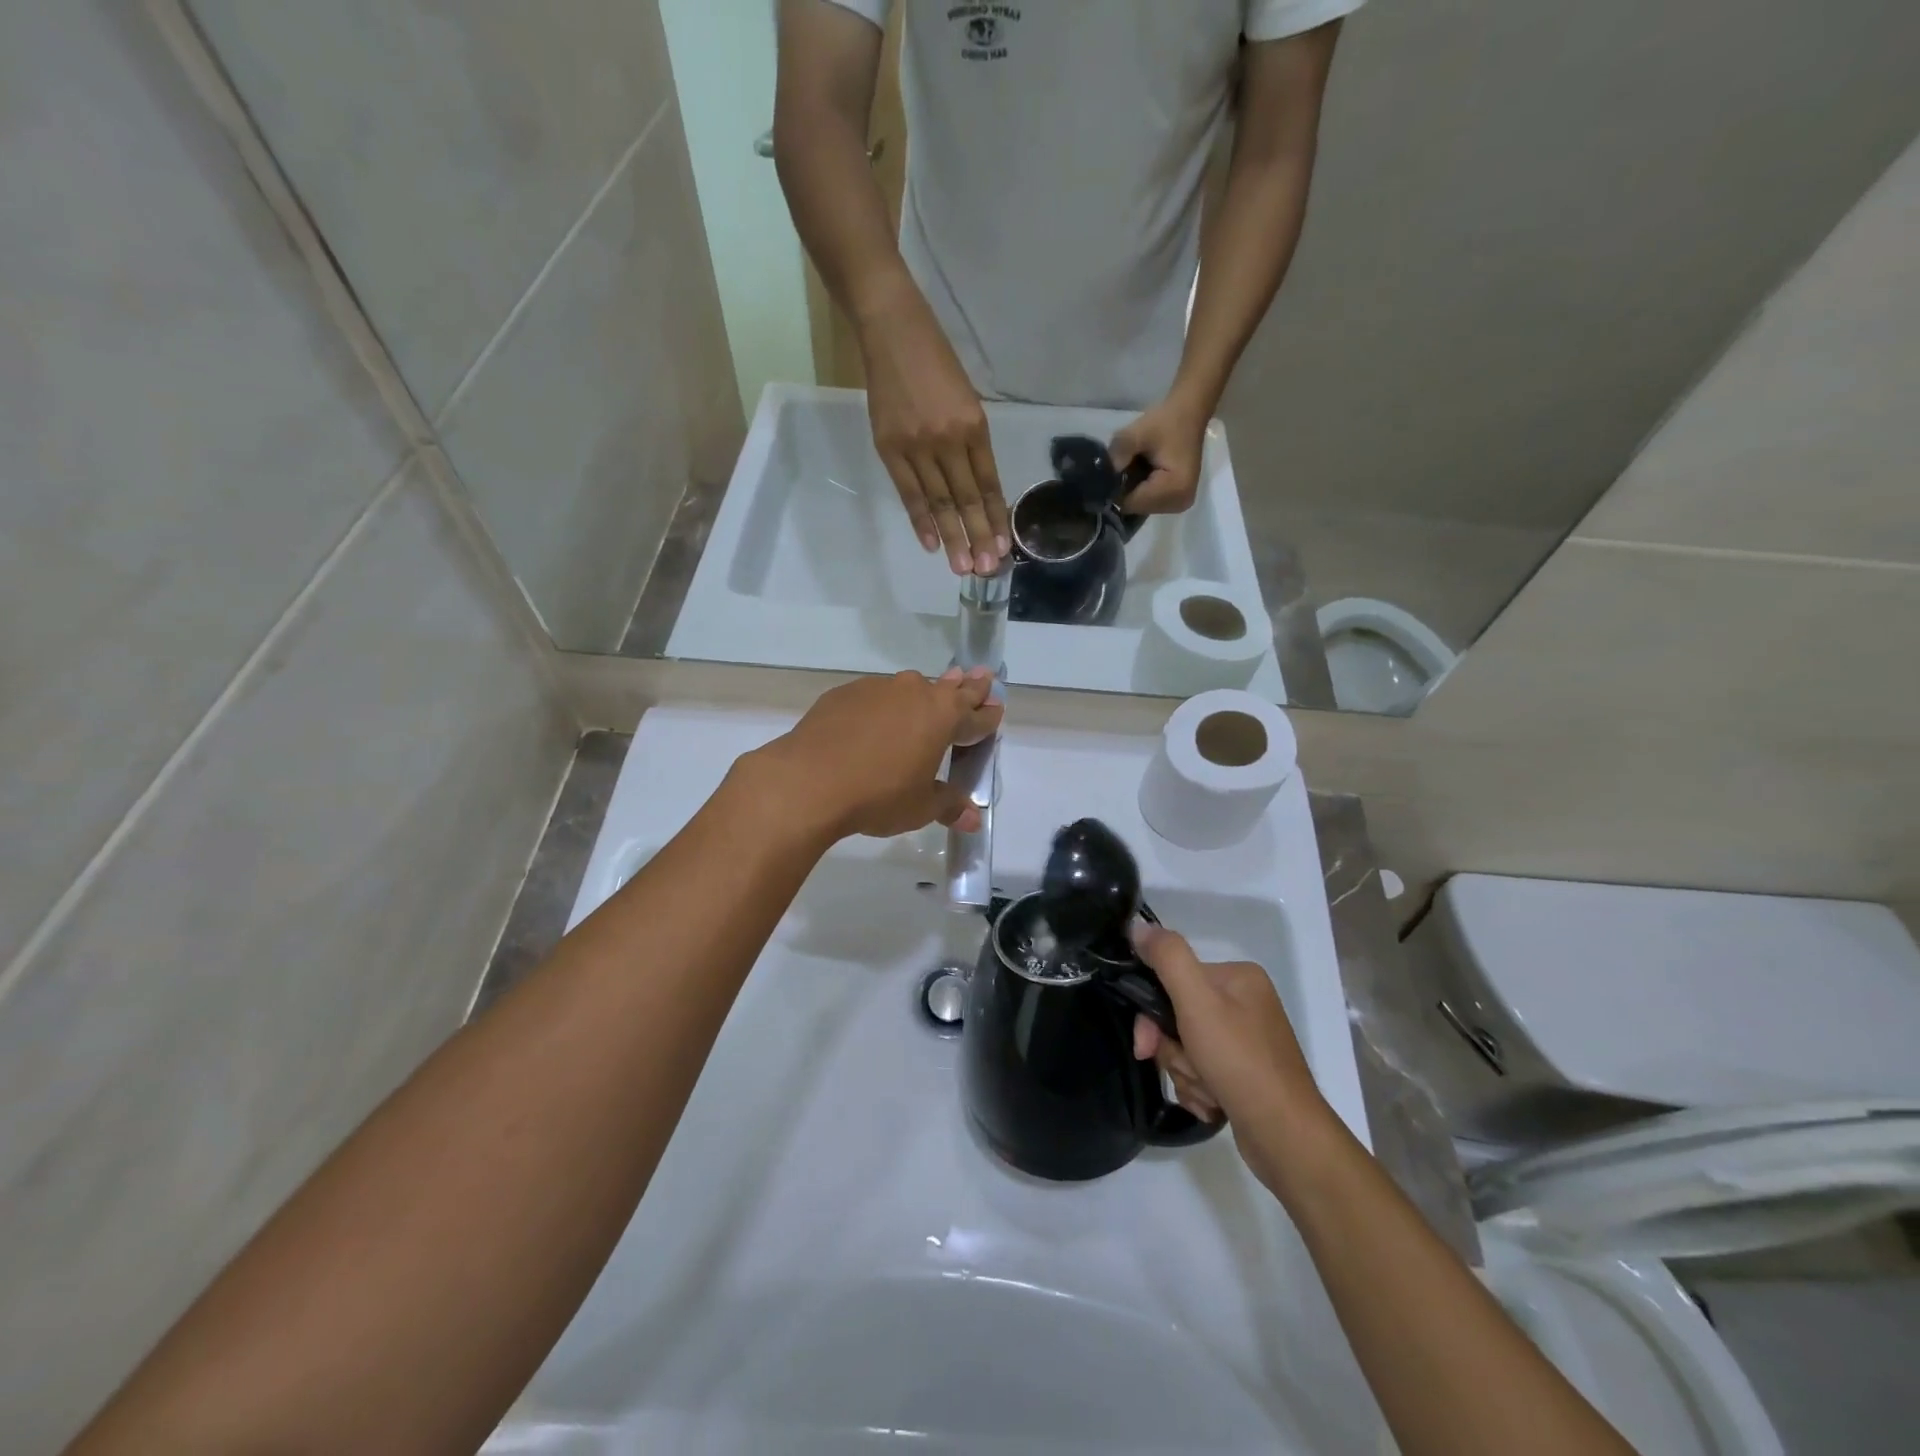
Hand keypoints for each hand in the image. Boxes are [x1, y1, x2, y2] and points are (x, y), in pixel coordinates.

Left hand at [740, 668, 1002, 841]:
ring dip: (922, 694)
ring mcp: (878, 689)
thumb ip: (948, 806)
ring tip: (925, 698)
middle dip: (967, 686)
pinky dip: (882, 706)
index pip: (976, 715)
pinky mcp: (844, 693)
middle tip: (980, 675)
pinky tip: (873, 722)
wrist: (808, 781)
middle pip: (949, 688)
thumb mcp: (920, 807)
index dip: (988, 716)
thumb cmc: (878, 795)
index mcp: (943, 717)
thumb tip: (972, 819)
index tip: (997, 708)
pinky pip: (874, 696)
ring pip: (909, 688)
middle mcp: (915, 693)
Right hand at [857, 277, 1010, 574]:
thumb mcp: (965, 398)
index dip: (997, 518)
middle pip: (967, 498)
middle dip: (979, 536)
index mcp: (974, 425)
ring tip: (962, 568)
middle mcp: (949, 439)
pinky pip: (909, 492)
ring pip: (940, 501)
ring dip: (953, 537)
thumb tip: (975, 489)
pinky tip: (932, 544)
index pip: (989, 483)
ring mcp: (917, 445)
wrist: (891, 329)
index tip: (1004, 547)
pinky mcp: (889, 447)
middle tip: (986, 570)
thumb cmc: (934, 360)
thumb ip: (970, 443)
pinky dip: (920, 520)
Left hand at [1111, 394, 1210, 514]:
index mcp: (1175, 489)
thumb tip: (1102, 474)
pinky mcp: (1178, 500)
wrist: (1190, 412)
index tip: (1112, 470)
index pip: (1131, 503)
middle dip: (1125, 489)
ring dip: (1133, 489)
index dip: (1116, 489)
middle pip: (1136, 507)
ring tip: (1137, 466)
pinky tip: (1143, 472)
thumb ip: (1119, 453)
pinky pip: (1150, 502)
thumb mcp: (1138, 432)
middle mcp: (1179, 503)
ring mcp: (1180, 504)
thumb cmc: (1167, 421)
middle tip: (1126, 464)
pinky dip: (1142, 490)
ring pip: (1141, 506)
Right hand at [1129, 921, 1327, 1185]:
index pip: (1174, 979)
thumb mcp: (1197, 1001)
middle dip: (1174, 1050)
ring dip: (1186, 1073)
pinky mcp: (1245, 1075)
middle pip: (1179, 1017)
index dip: (1153, 1012)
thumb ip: (1167, 957)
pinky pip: (1203, 1072)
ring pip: (1187, 1048)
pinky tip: (1214, 1104)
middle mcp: (1245, 1003)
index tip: (1147, 1043)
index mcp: (1238, 977)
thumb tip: (1137, 925)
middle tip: (1184, 1071)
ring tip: (1207, 1092)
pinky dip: (1200, 1090)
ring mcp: (1247, 1041)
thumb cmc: (1240, 1062)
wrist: (1286, 1137)